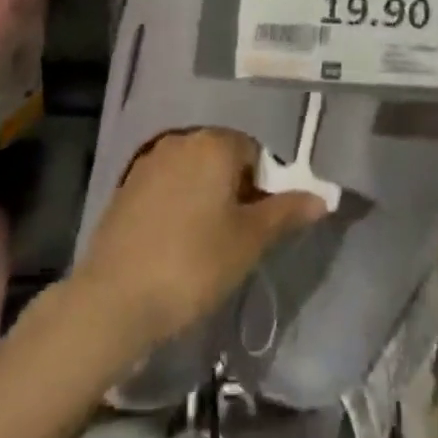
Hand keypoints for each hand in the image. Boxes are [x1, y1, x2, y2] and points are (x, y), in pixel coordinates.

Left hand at [72, 128, 326, 353]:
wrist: (116, 297)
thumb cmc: (194, 263)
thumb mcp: (249, 241)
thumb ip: (285, 213)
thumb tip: (320, 197)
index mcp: (213, 143)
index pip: (254, 152)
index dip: (264, 187)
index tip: (259, 226)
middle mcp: (181, 140)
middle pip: (222, 157)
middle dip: (235, 190)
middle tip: (236, 237)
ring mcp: (149, 160)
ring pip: (193, 171)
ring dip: (206, 197)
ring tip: (206, 244)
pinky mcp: (127, 185)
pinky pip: (167, 185)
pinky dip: (178, 205)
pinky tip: (175, 243)